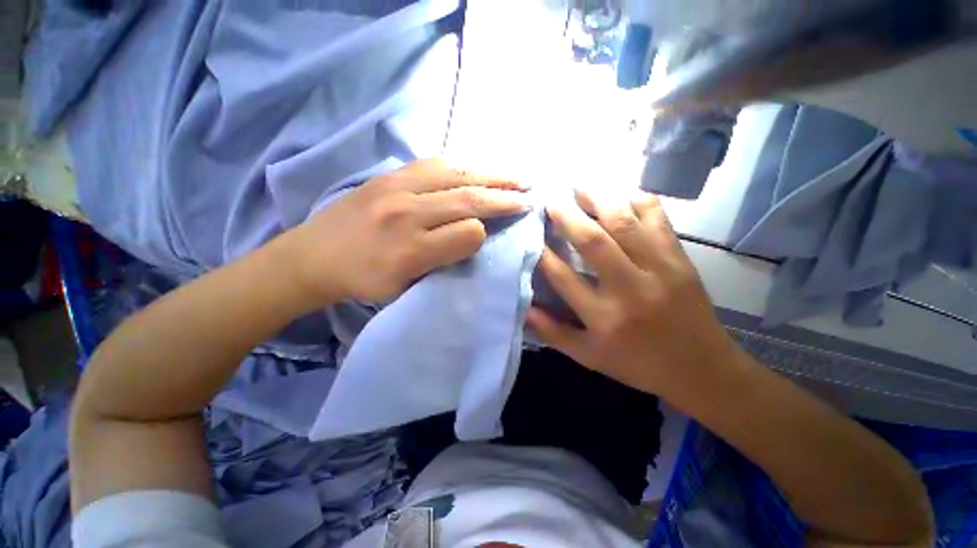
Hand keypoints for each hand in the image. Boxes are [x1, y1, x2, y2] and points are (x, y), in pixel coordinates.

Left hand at [283, 159, 530, 303]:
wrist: (311, 257)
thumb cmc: (361, 281)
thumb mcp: (403, 288)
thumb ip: (441, 262)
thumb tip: (472, 235)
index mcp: (410, 251)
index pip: (467, 233)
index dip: (485, 232)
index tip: (493, 233)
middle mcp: (406, 214)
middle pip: (467, 198)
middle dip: (503, 197)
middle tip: (530, 194)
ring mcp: (395, 188)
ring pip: (455, 174)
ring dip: (490, 174)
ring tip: (515, 176)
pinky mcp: (388, 175)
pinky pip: (433, 163)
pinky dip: (462, 165)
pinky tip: (477, 168)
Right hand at [526, 188, 738, 398]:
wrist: (703, 369)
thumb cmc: (639, 364)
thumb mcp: (590, 358)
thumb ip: (554, 334)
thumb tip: (524, 309)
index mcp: (604, 318)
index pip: (563, 277)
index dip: (543, 253)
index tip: (531, 235)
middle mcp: (630, 289)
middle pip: (593, 242)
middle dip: (567, 216)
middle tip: (551, 199)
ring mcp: (660, 270)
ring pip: (625, 223)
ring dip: (599, 198)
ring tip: (579, 185)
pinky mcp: (680, 259)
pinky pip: (659, 219)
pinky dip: (638, 199)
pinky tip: (621, 193)